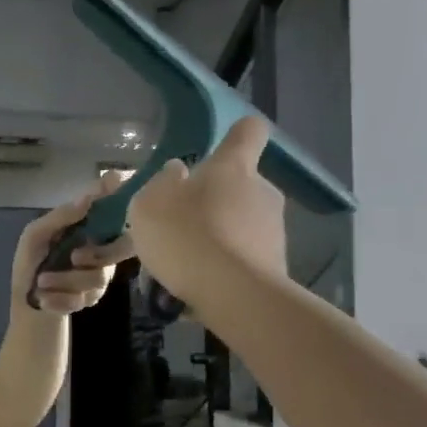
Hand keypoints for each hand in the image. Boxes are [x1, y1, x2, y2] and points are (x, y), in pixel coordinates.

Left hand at [12, 170, 135, 315]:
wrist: (26, 302)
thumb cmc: (30, 262)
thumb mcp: (35, 235)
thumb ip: (60, 217)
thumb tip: (87, 198)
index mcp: (87, 226)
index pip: (114, 208)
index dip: (121, 200)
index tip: (117, 193)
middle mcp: (100, 246)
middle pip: (118, 248)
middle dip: (95, 256)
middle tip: (73, 257)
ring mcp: (100, 272)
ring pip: (98, 277)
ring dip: (64, 281)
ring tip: (41, 282)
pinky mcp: (94, 296)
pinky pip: (86, 297)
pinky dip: (60, 299)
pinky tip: (45, 298)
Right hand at [126, 117, 286, 306]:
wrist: (233, 294)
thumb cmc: (186, 235)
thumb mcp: (150, 204)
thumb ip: (163, 183)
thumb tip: (179, 173)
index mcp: (234, 166)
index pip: (248, 132)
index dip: (237, 135)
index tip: (221, 148)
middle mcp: (263, 191)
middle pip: (242, 185)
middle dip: (217, 201)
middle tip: (184, 224)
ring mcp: (275, 230)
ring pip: (244, 224)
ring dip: (221, 237)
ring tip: (189, 264)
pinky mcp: (277, 267)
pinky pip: (246, 259)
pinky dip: (228, 267)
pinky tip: (203, 286)